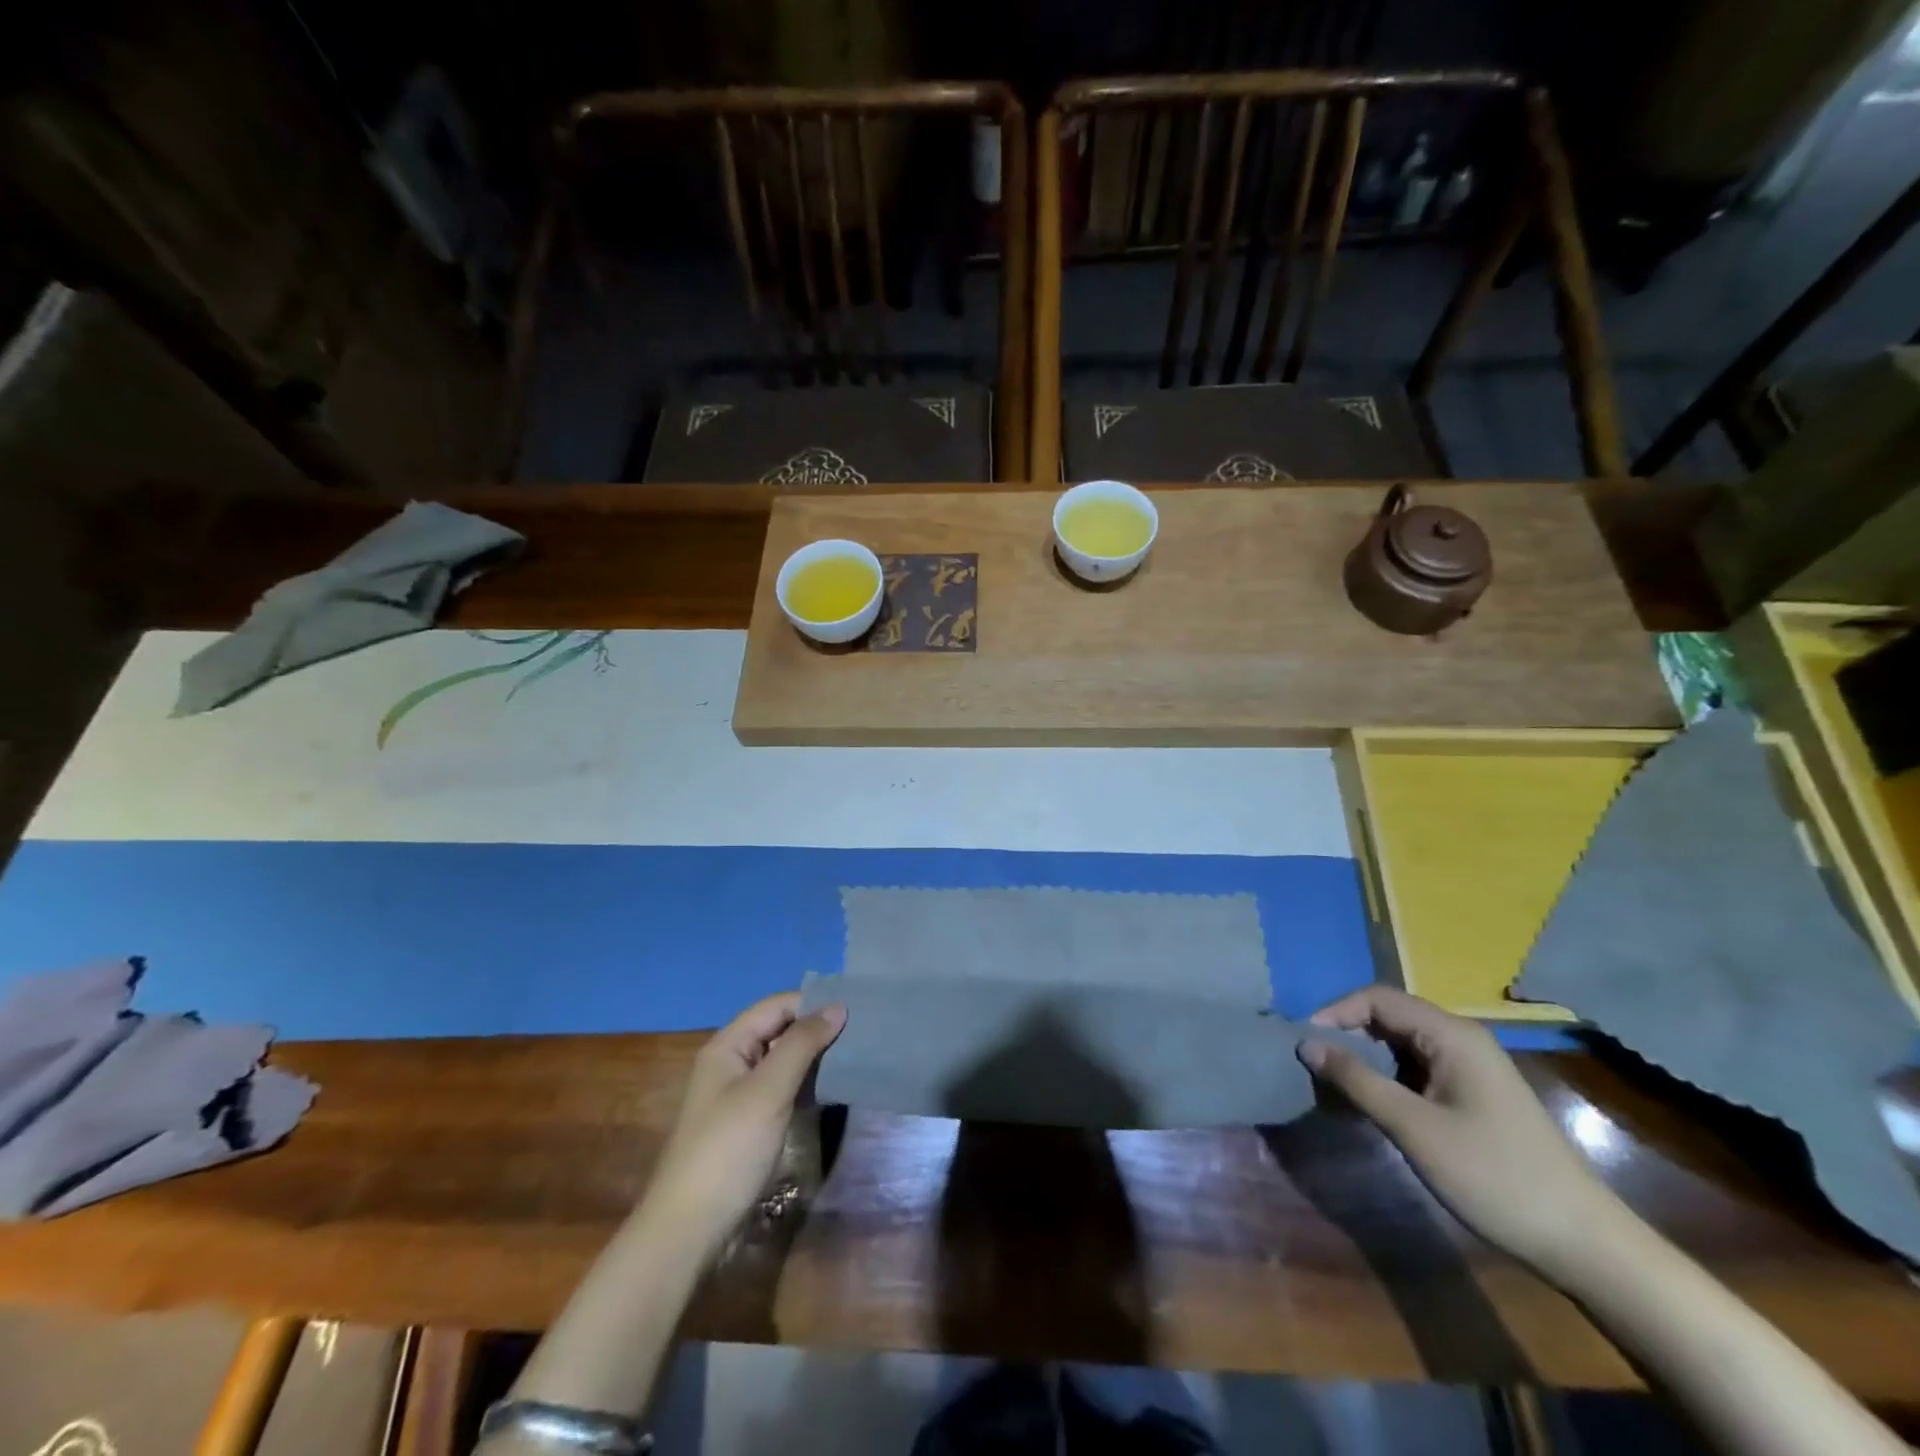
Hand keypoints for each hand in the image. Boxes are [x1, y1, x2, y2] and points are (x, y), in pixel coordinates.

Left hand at [638, 992, 845, 1262]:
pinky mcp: (748, 1124)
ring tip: (855, 1055)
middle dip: (816, 1028)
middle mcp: (731, 1063)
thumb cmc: (729, 1149)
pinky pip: (782, 1088)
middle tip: (862, 1032)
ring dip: (814, 1057)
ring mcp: (738, 1095)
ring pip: (782, 1060)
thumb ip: (802, 1044)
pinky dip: (806, 1083)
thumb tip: (838, 1006)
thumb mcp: (769, 1090)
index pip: (776, 1006)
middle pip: (779, 1030)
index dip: (813, 1003)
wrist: (690, 1229)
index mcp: (727, 1046)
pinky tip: (832, 1089)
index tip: (856, 1009)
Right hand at [1298, 985, 1627, 1277]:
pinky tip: (1373, 1103)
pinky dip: (1388, 1076)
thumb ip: (1357, 1080)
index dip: (1335, 1012)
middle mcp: (1461, 1039)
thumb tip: (1306, 1043)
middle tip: (1314, 1064)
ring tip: (1336, 1084)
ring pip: (1401, 1042)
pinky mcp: (1474, 1093)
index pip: (1377, 998)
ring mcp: (1471, 1067)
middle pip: (1389, 1015)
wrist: (1583, 1242)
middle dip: (1347, 1032)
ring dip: (1366, 1056)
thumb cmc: (1494, 1176)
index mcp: (1451, 1035)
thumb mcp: (1414, 1127)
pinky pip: (1418, 1067)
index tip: (1304, 1043)